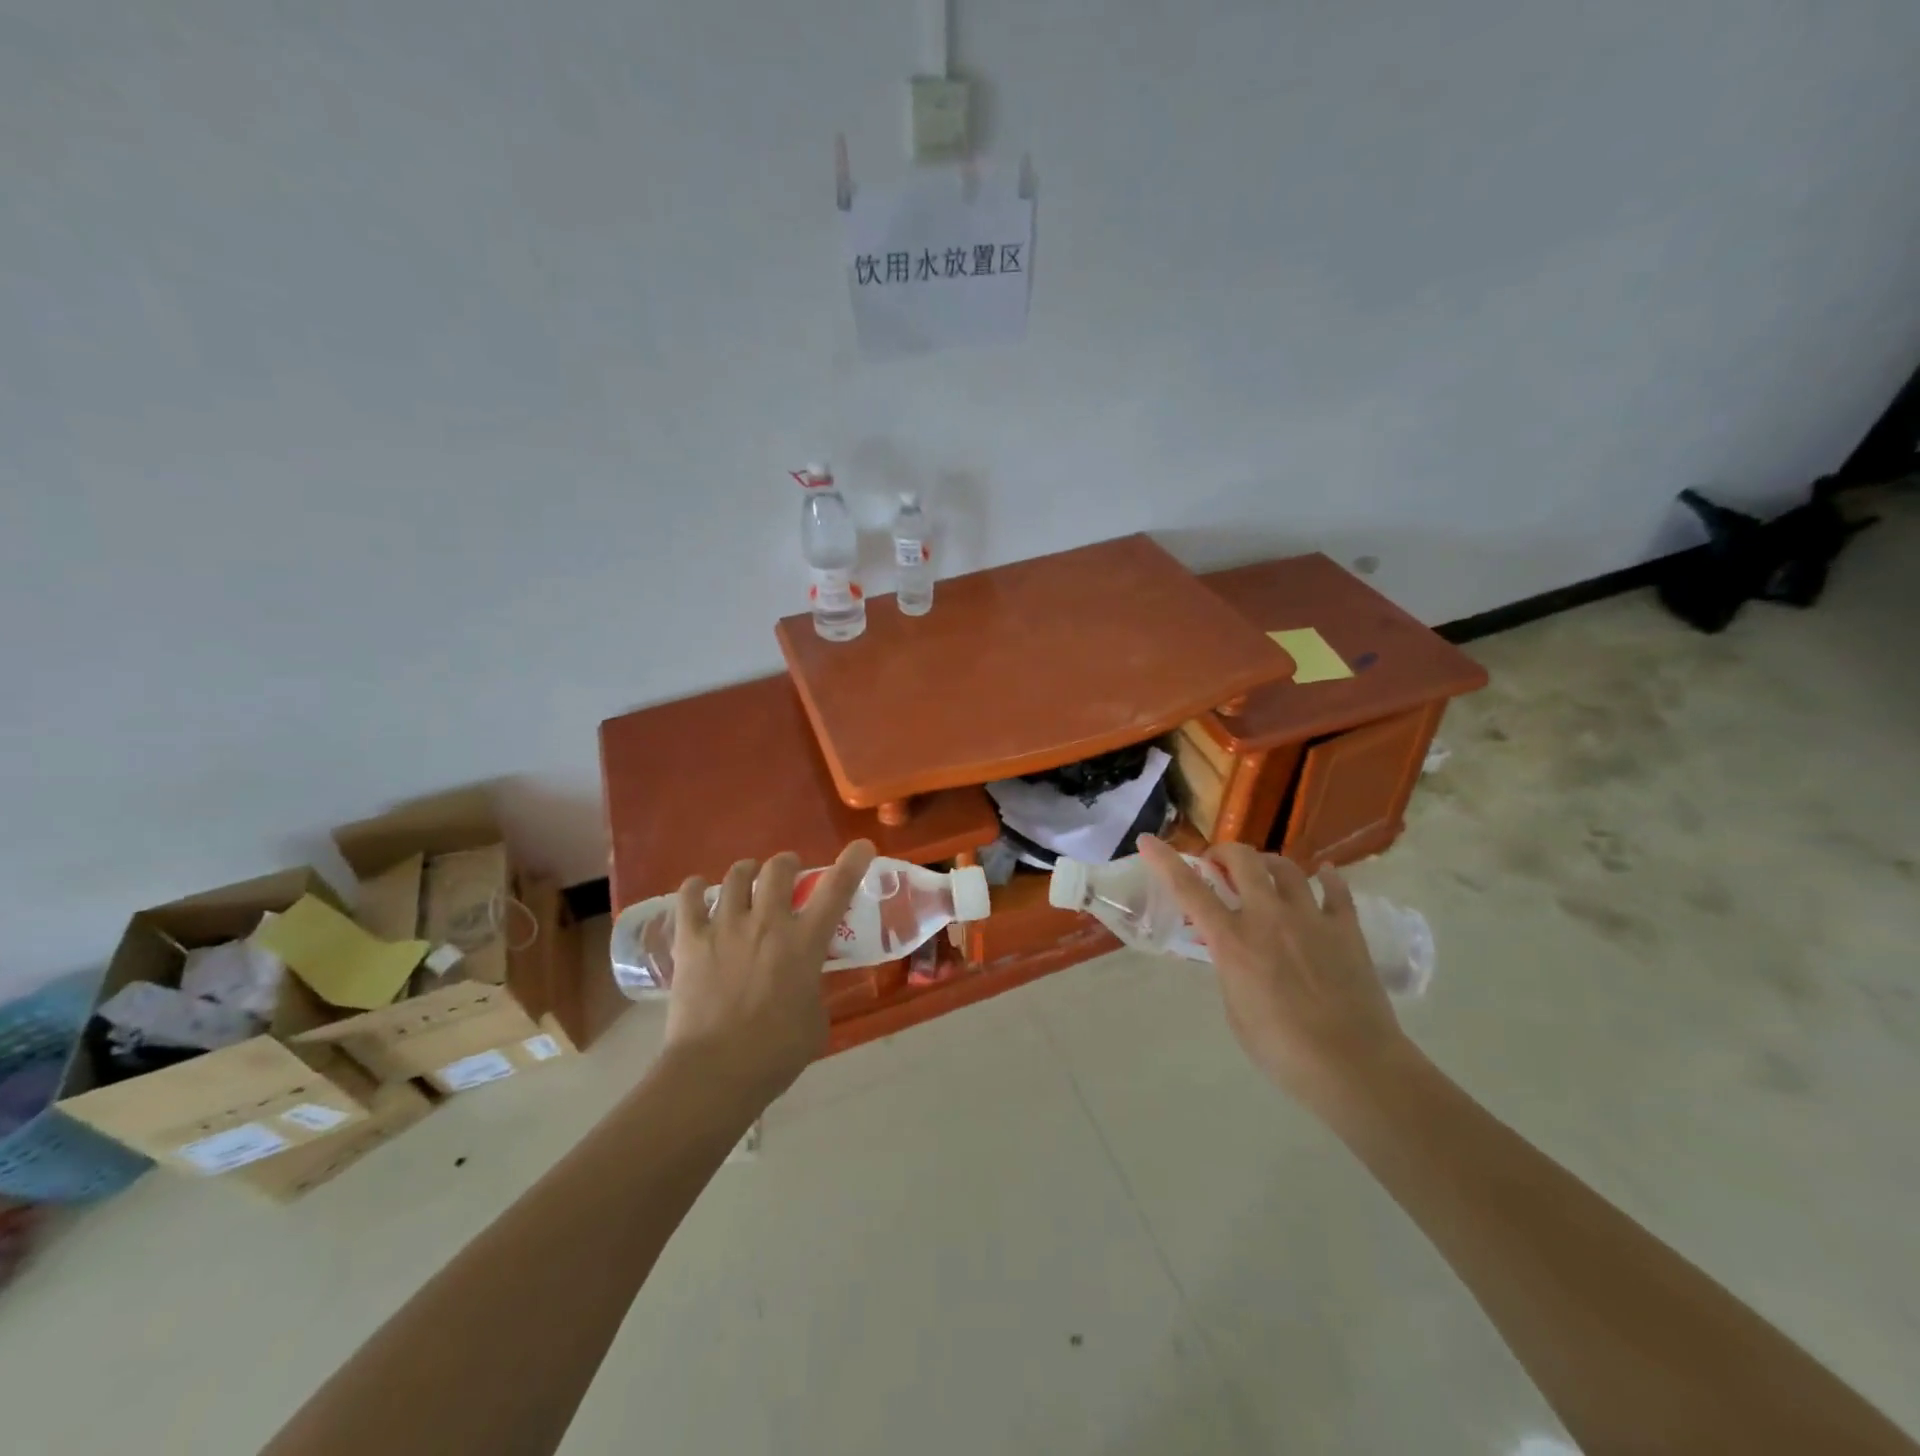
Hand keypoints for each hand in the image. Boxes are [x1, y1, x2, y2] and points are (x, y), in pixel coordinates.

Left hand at [662, 841, 875, 1104]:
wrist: (715, 1072)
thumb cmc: (775, 1053)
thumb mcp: (816, 1019)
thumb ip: (814, 988)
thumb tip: (806, 980)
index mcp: (804, 942)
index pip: (836, 889)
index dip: (852, 862)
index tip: (862, 846)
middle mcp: (767, 922)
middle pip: (778, 867)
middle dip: (787, 864)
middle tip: (788, 874)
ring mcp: (725, 927)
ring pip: (736, 875)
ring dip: (746, 872)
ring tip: (746, 879)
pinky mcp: (690, 940)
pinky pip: (688, 898)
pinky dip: (694, 888)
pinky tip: (698, 890)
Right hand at [1137, 835, 1410, 1102]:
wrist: (1354, 1067)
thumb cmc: (1282, 1050)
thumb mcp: (1235, 1010)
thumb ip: (1230, 971)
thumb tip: (1235, 956)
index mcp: (1233, 941)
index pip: (1189, 889)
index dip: (1165, 861)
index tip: (1148, 841)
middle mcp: (1268, 917)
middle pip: (1243, 860)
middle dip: (1224, 853)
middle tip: (1219, 865)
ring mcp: (1310, 918)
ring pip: (1286, 867)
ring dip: (1267, 863)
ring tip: (1264, 873)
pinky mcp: (1346, 929)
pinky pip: (1336, 890)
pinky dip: (1327, 878)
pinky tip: (1324, 875)